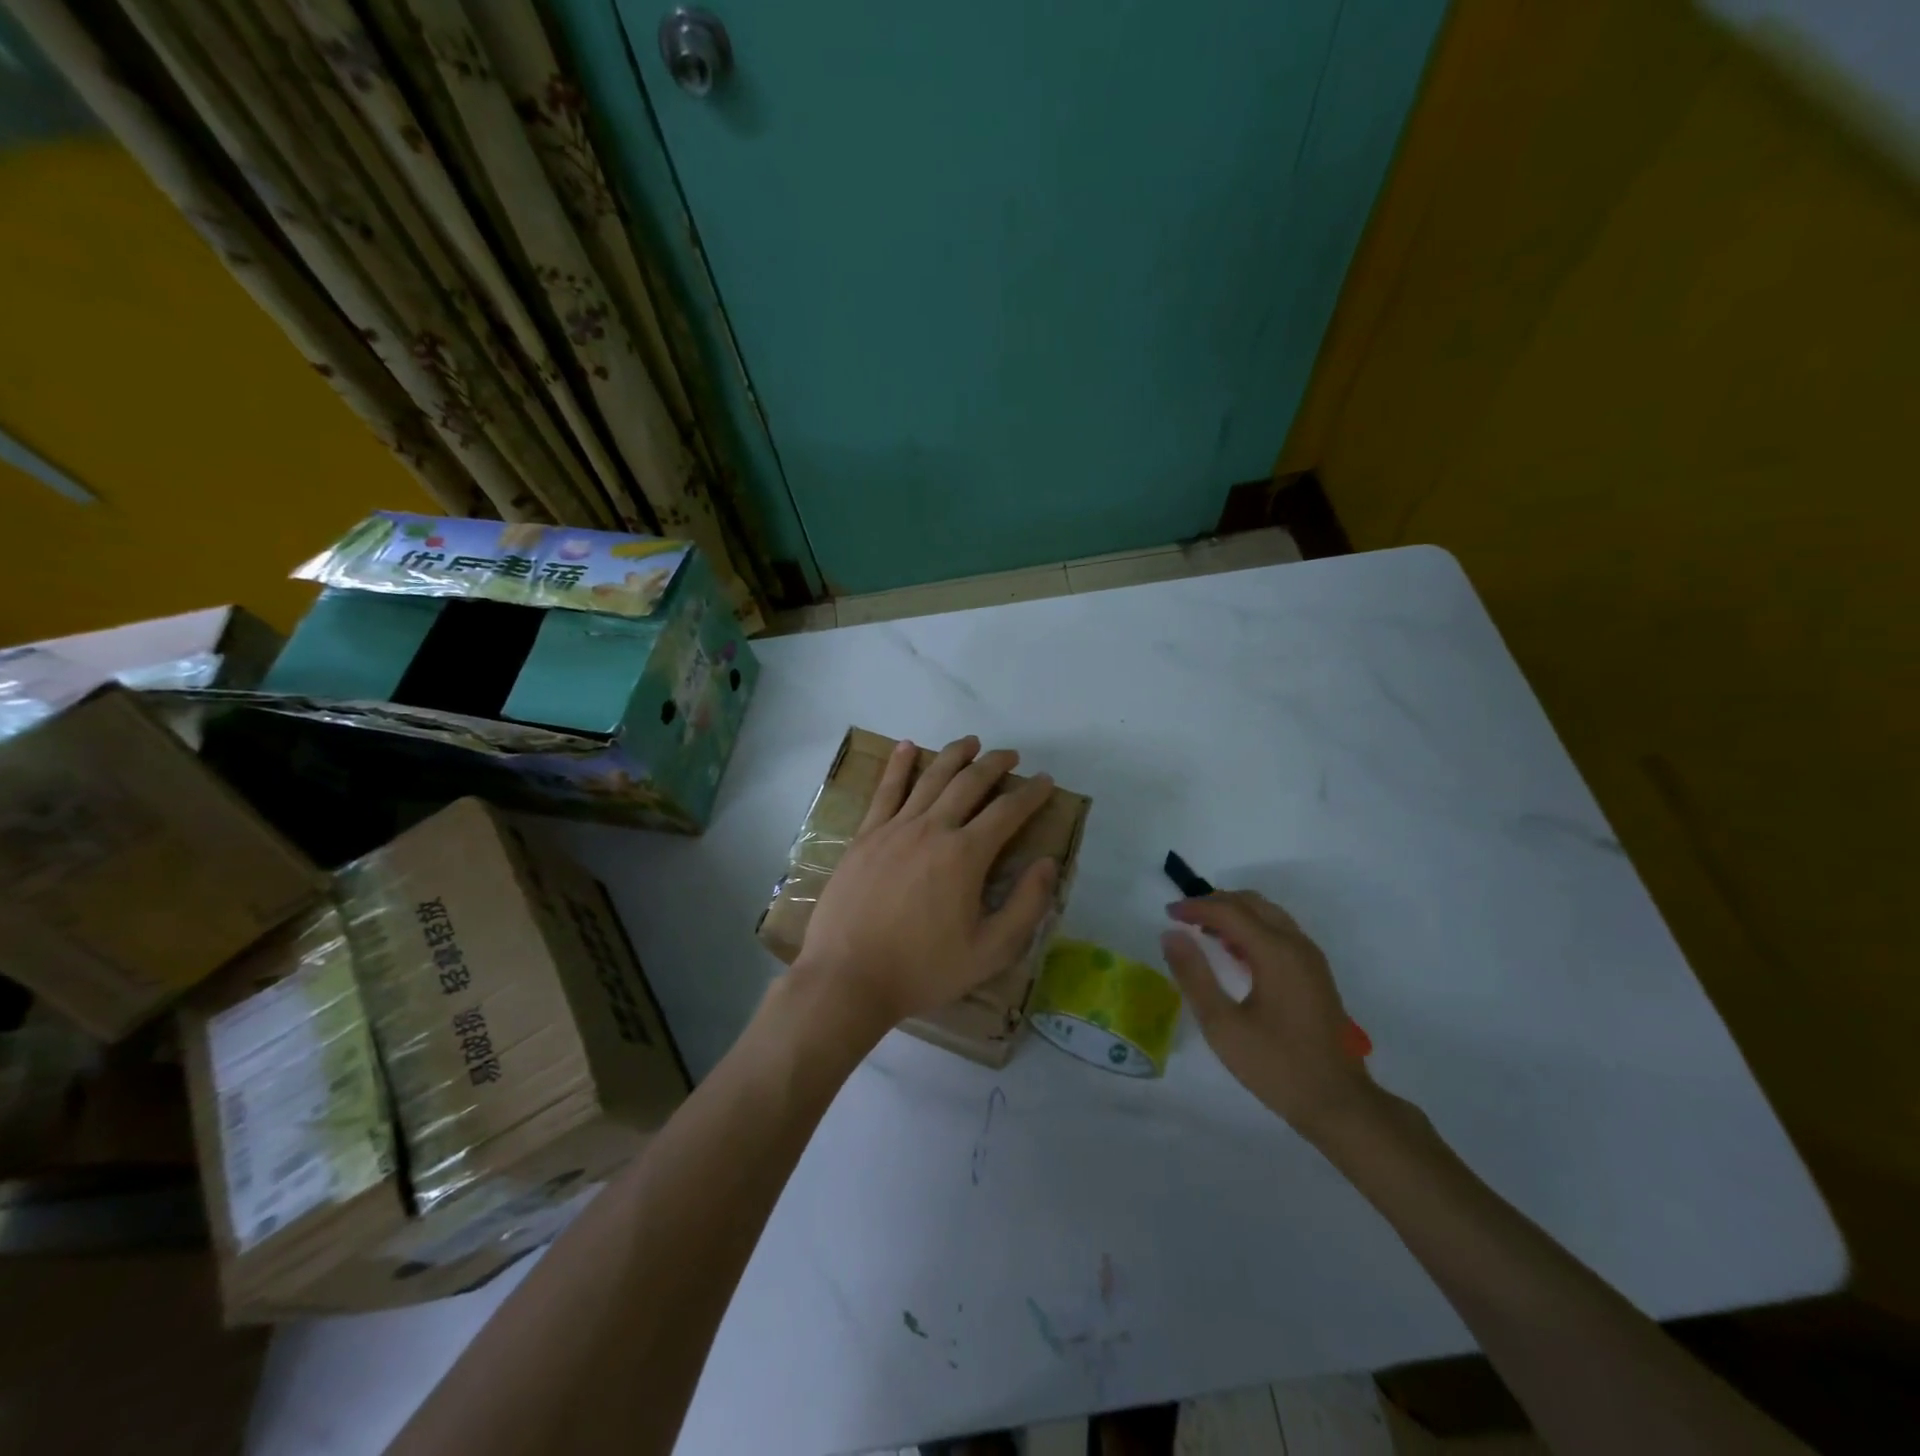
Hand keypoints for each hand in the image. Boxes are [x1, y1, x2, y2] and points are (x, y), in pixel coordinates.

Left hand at [795, 735, 1058, 1030]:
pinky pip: (886, 791)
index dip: (1031, 793)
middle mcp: (932, 829)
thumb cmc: (922, 969)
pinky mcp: (866, 836)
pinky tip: (906, 746)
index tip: (1045, 781)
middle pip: (970, 783)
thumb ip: (1026, 906)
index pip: (1007, 811)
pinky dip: (899, 765)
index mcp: (966, 855)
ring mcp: (894, 828)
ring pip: (930, 778)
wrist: (848, 977)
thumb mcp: (989, 951)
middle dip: (995, 764)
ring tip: (971, 742)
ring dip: (954, 755)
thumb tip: (1049, 863)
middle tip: (1011, 756)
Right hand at [1162, 891, 1379, 1142]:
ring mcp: (1310, 958)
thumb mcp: (1222, 1025)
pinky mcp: (1315, 973)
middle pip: (1252, 903)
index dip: (1195, 907)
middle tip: (1184, 918)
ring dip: (1235, 913)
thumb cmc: (1276, 1065)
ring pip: (1268, 914)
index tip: (1168, 914)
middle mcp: (1296, 945)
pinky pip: (1280, 932)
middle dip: (1215, 903)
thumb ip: (1194, 976)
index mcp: (1276, 952)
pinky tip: (1235, 952)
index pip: (1229, 910)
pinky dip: (1252, 928)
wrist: (1339, 1103)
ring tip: (1204, 931)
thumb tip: (1171, 935)